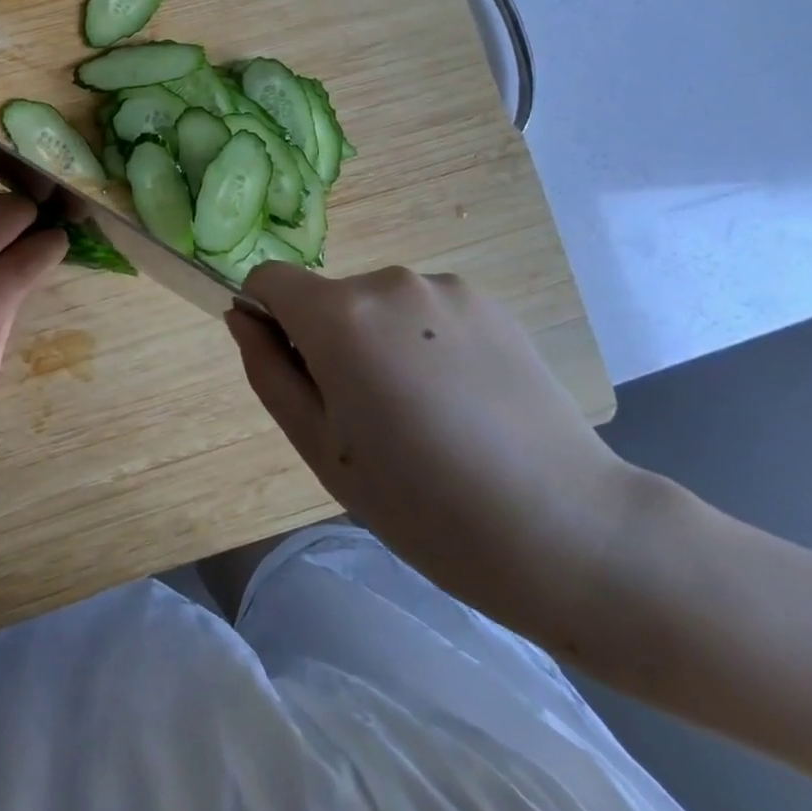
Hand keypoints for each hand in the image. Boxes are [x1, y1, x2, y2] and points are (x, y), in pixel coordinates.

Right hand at [228, 264, 633, 632]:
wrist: (568, 530)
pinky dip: (425, 342)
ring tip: (425, 413)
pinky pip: (426, 312)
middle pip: (327, 299)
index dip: (268, 320)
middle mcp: (388, 281)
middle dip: (329, 341)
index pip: (269, 280)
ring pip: (378, 306)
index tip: (298, 374)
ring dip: (380, 342)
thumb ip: (268, 371)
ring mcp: (445, 287)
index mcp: (339, 316)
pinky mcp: (489, 301)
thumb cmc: (422, 504)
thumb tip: (243, 318)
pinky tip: (464, 401)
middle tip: (368, 417)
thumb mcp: (320, 448)